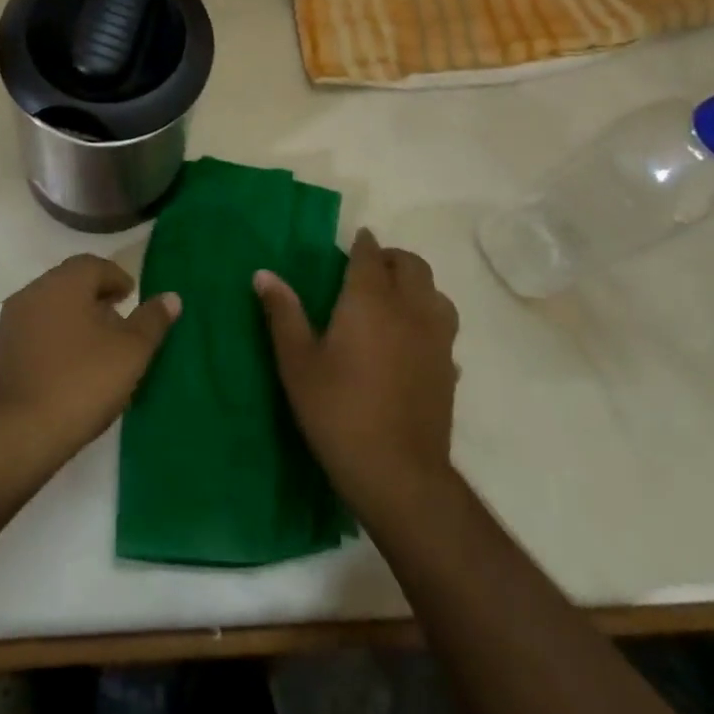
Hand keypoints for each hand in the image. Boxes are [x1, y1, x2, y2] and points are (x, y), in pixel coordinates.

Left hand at [0, 255, 178, 474]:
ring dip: (75, 319)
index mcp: (62, 283)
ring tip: (98, 349)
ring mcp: (10, 324)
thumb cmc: (80, 383)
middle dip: (96, 298)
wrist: (15, 436)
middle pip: (69, 283)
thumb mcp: (130, 353)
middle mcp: (31, 293)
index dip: (117, 278)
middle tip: (119, 322)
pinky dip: (55, 340)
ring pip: (50, 308)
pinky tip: (70, 370)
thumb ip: (152, 321)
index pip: (94, 265)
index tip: (132, 298)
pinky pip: (34, 334)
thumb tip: (171, 297)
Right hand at [256, 229, 458, 515]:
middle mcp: (410, 308)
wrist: (398, 473)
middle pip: (412, 265)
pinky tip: (411, 340)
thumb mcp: (298, 363)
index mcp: (370, 300)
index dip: (362, 243)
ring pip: (435, 292)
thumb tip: (263, 274)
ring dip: (416, 285)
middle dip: (392, 258)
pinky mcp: (450, 368)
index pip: (371, 255)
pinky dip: (428, 319)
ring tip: (393, 299)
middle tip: (369, 269)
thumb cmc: (338, 411)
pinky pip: (443, 327)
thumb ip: (283, 314)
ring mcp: (436, 338)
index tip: (355, 240)